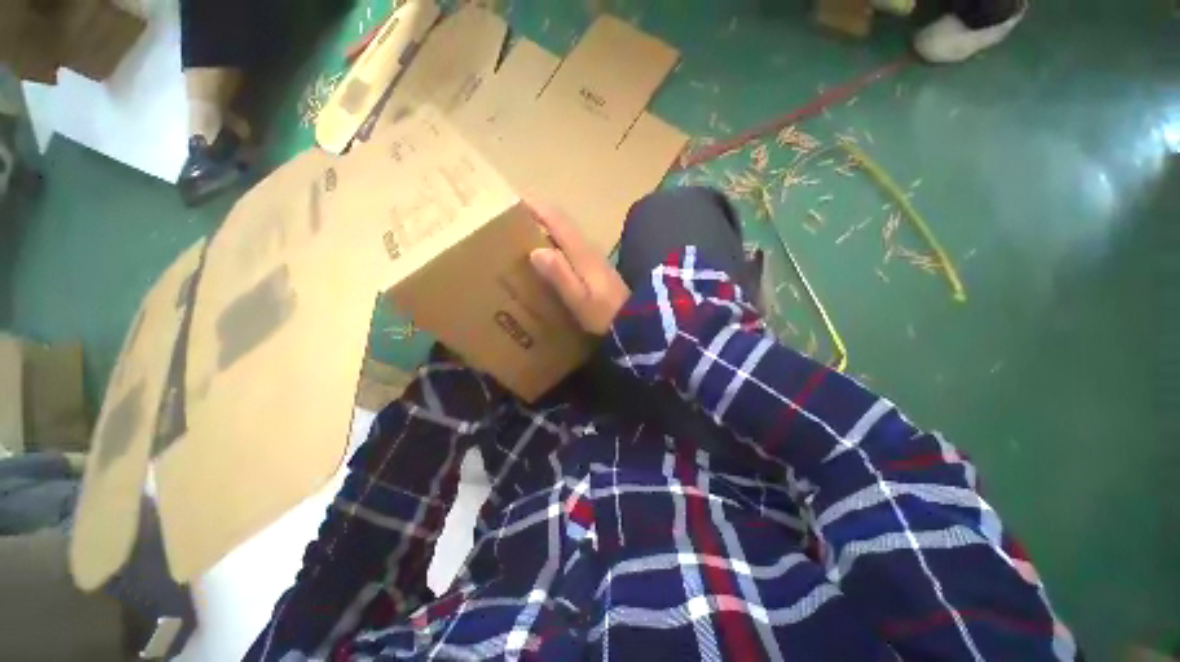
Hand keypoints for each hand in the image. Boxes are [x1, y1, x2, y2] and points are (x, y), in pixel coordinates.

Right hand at [528, 204, 630, 334]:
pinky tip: (549, 253)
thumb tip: (535, 250)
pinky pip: (572, 245)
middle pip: (563, 224)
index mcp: (581, 253)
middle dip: (540, 216)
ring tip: (526, 233)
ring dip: (549, 228)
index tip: (517, 201)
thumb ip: (560, 275)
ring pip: (568, 233)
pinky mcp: (596, 266)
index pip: (558, 222)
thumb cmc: (603, 313)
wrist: (633, 321)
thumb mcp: (578, 299)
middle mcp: (588, 249)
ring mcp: (594, 257)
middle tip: (515, 218)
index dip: (538, 209)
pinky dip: (557, 241)